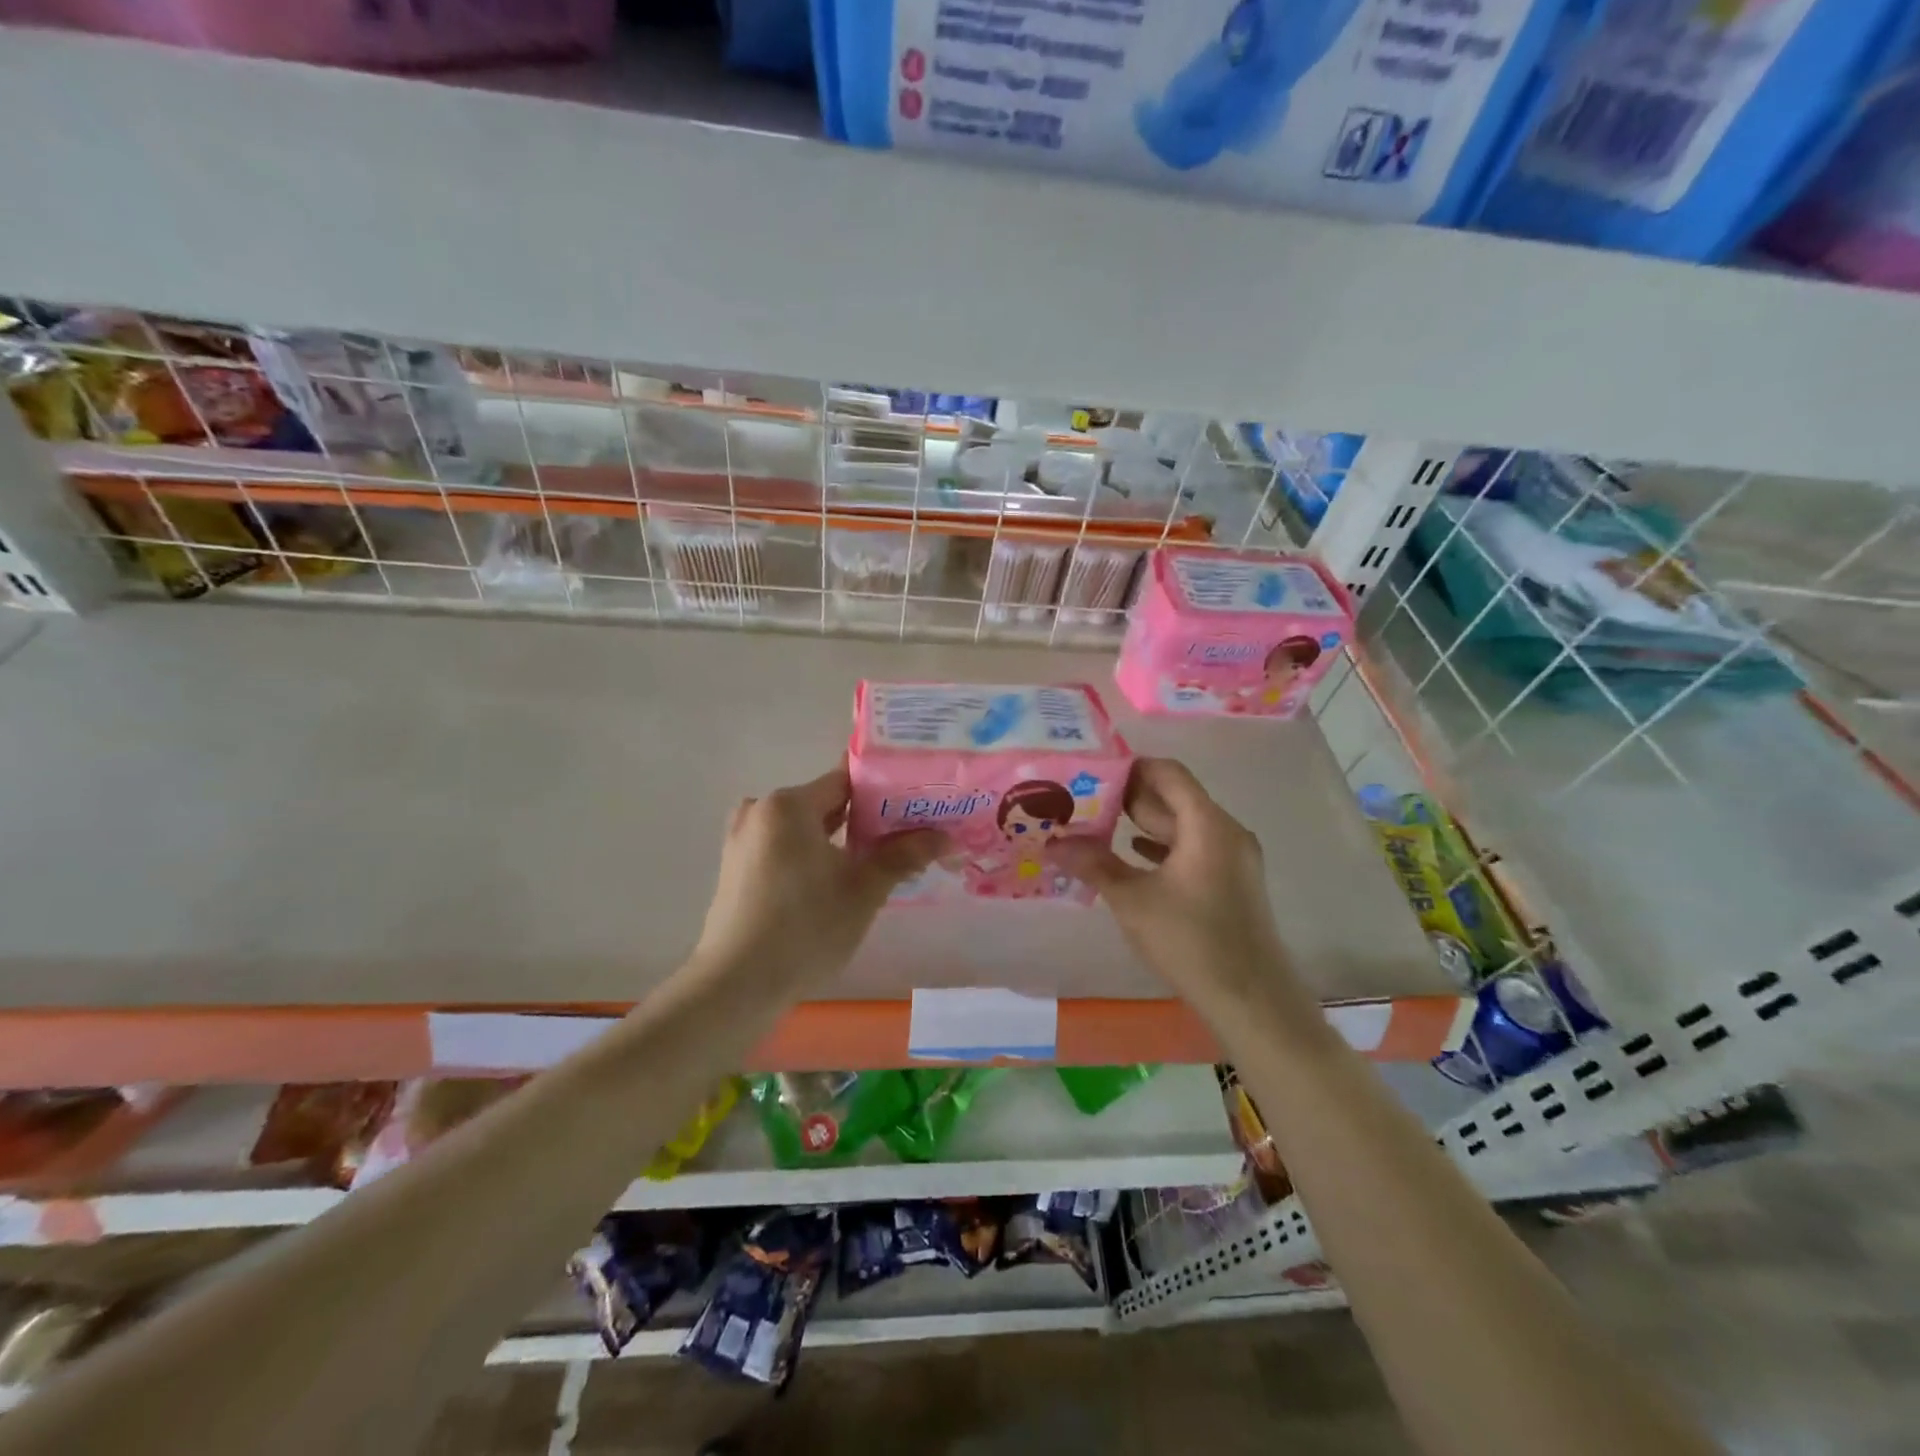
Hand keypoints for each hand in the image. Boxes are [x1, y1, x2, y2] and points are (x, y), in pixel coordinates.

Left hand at [693, 762, 946, 990]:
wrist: (735, 987)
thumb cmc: (805, 929)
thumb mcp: (863, 891)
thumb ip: (903, 855)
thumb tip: (944, 836)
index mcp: (789, 804)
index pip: (847, 780)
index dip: (885, 793)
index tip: (914, 808)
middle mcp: (760, 810)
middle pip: (825, 803)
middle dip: (865, 820)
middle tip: (905, 839)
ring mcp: (742, 840)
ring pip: (804, 829)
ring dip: (838, 841)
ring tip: (876, 863)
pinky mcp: (735, 868)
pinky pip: (783, 848)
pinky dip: (810, 856)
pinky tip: (834, 883)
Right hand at [1052, 759, 1309, 1018]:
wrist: (1251, 1000)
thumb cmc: (1191, 941)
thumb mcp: (1133, 900)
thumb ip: (1093, 864)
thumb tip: (1052, 842)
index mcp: (1208, 824)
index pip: (1168, 774)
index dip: (1131, 767)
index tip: (1092, 772)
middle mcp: (1226, 832)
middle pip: (1175, 798)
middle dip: (1130, 797)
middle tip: (1084, 799)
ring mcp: (1233, 858)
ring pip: (1183, 826)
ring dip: (1144, 824)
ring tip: (1097, 824)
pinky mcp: (1231, 883)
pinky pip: (1193, 850)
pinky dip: (1162, 847)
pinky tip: (1131, 854)